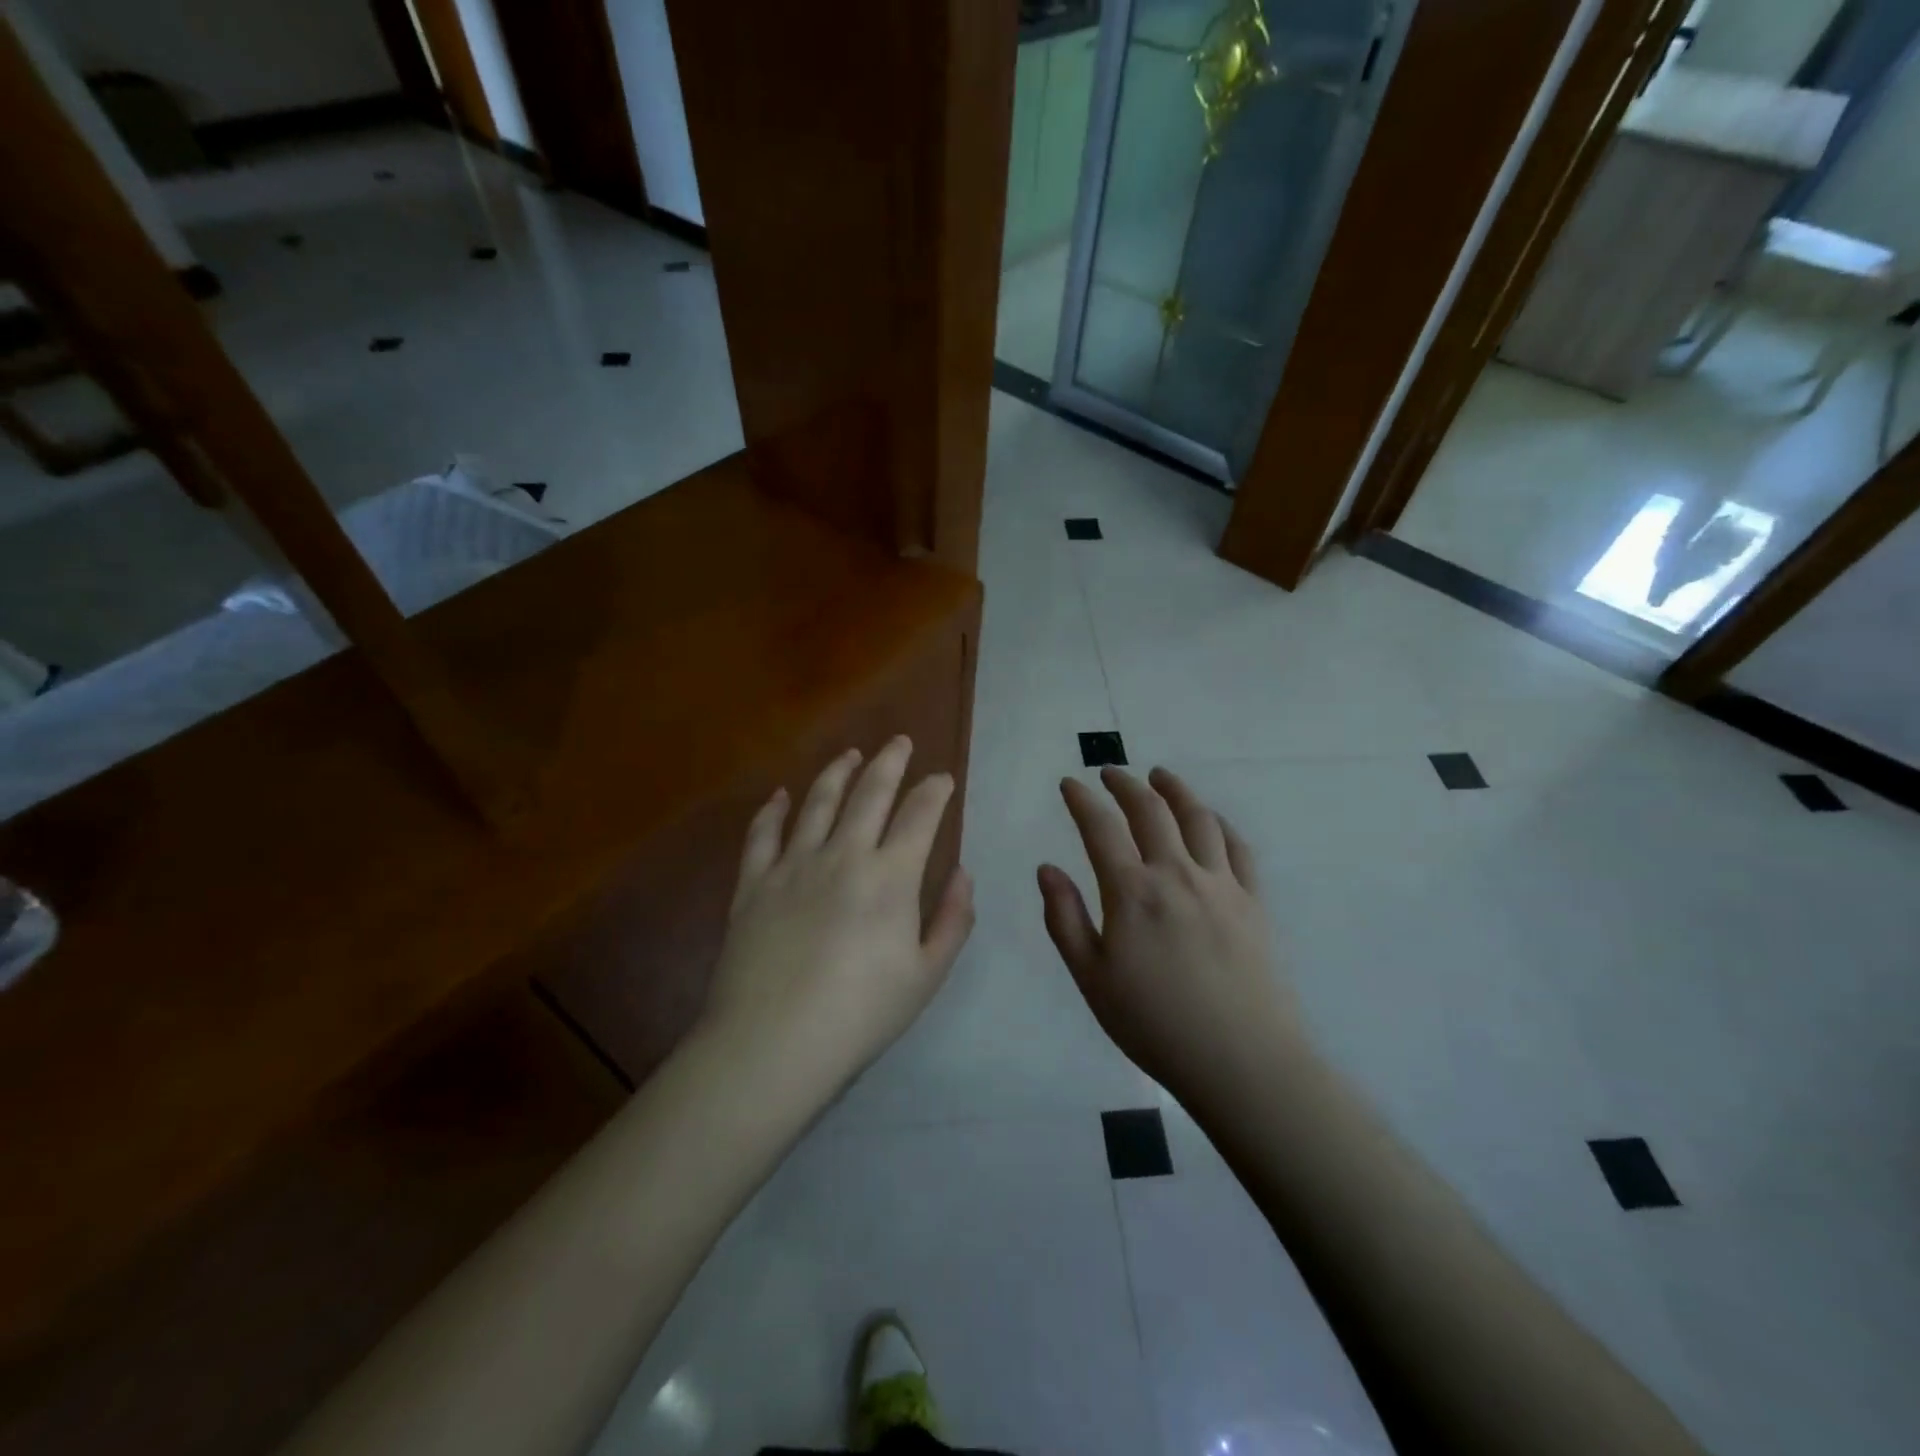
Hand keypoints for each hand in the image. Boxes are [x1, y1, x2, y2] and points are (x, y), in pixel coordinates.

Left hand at [700, 738, 974, 1097]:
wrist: (773, 1042)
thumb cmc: (860, 1014)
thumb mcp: (926, 975)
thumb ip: (953, 919)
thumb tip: (962, 873)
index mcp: (890, 877)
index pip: (919, 815)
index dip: (935, 790)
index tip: (943, 777)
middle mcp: (843, 855)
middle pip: (870, 794)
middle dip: (890, 762)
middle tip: (900, 742)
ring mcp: (793, 864)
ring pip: (818, 801)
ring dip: (838, 772)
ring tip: (851, 754)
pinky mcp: (753, 882)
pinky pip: (763, 833)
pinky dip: (774, 809)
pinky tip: (781, 794)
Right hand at [1038, 766, 1300, 1110]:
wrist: (1241, 1060)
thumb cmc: (1154, 1024)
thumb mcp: (1091, 978)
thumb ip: (1065, 919)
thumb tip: (1046, 869)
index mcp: (1132, 892)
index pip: (1100, 828)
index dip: (1082, 801)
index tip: (1069, 783)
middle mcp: (1176, 874)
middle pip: (1150, 811)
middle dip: (1126, 784)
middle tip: (1110, 773)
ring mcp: (1220, 884)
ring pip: (1198, 818)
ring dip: (1175, 790)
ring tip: (1160, 776)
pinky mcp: (1253, 901)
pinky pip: (1237, 847)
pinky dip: (1219, 824)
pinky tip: (1211, 820)